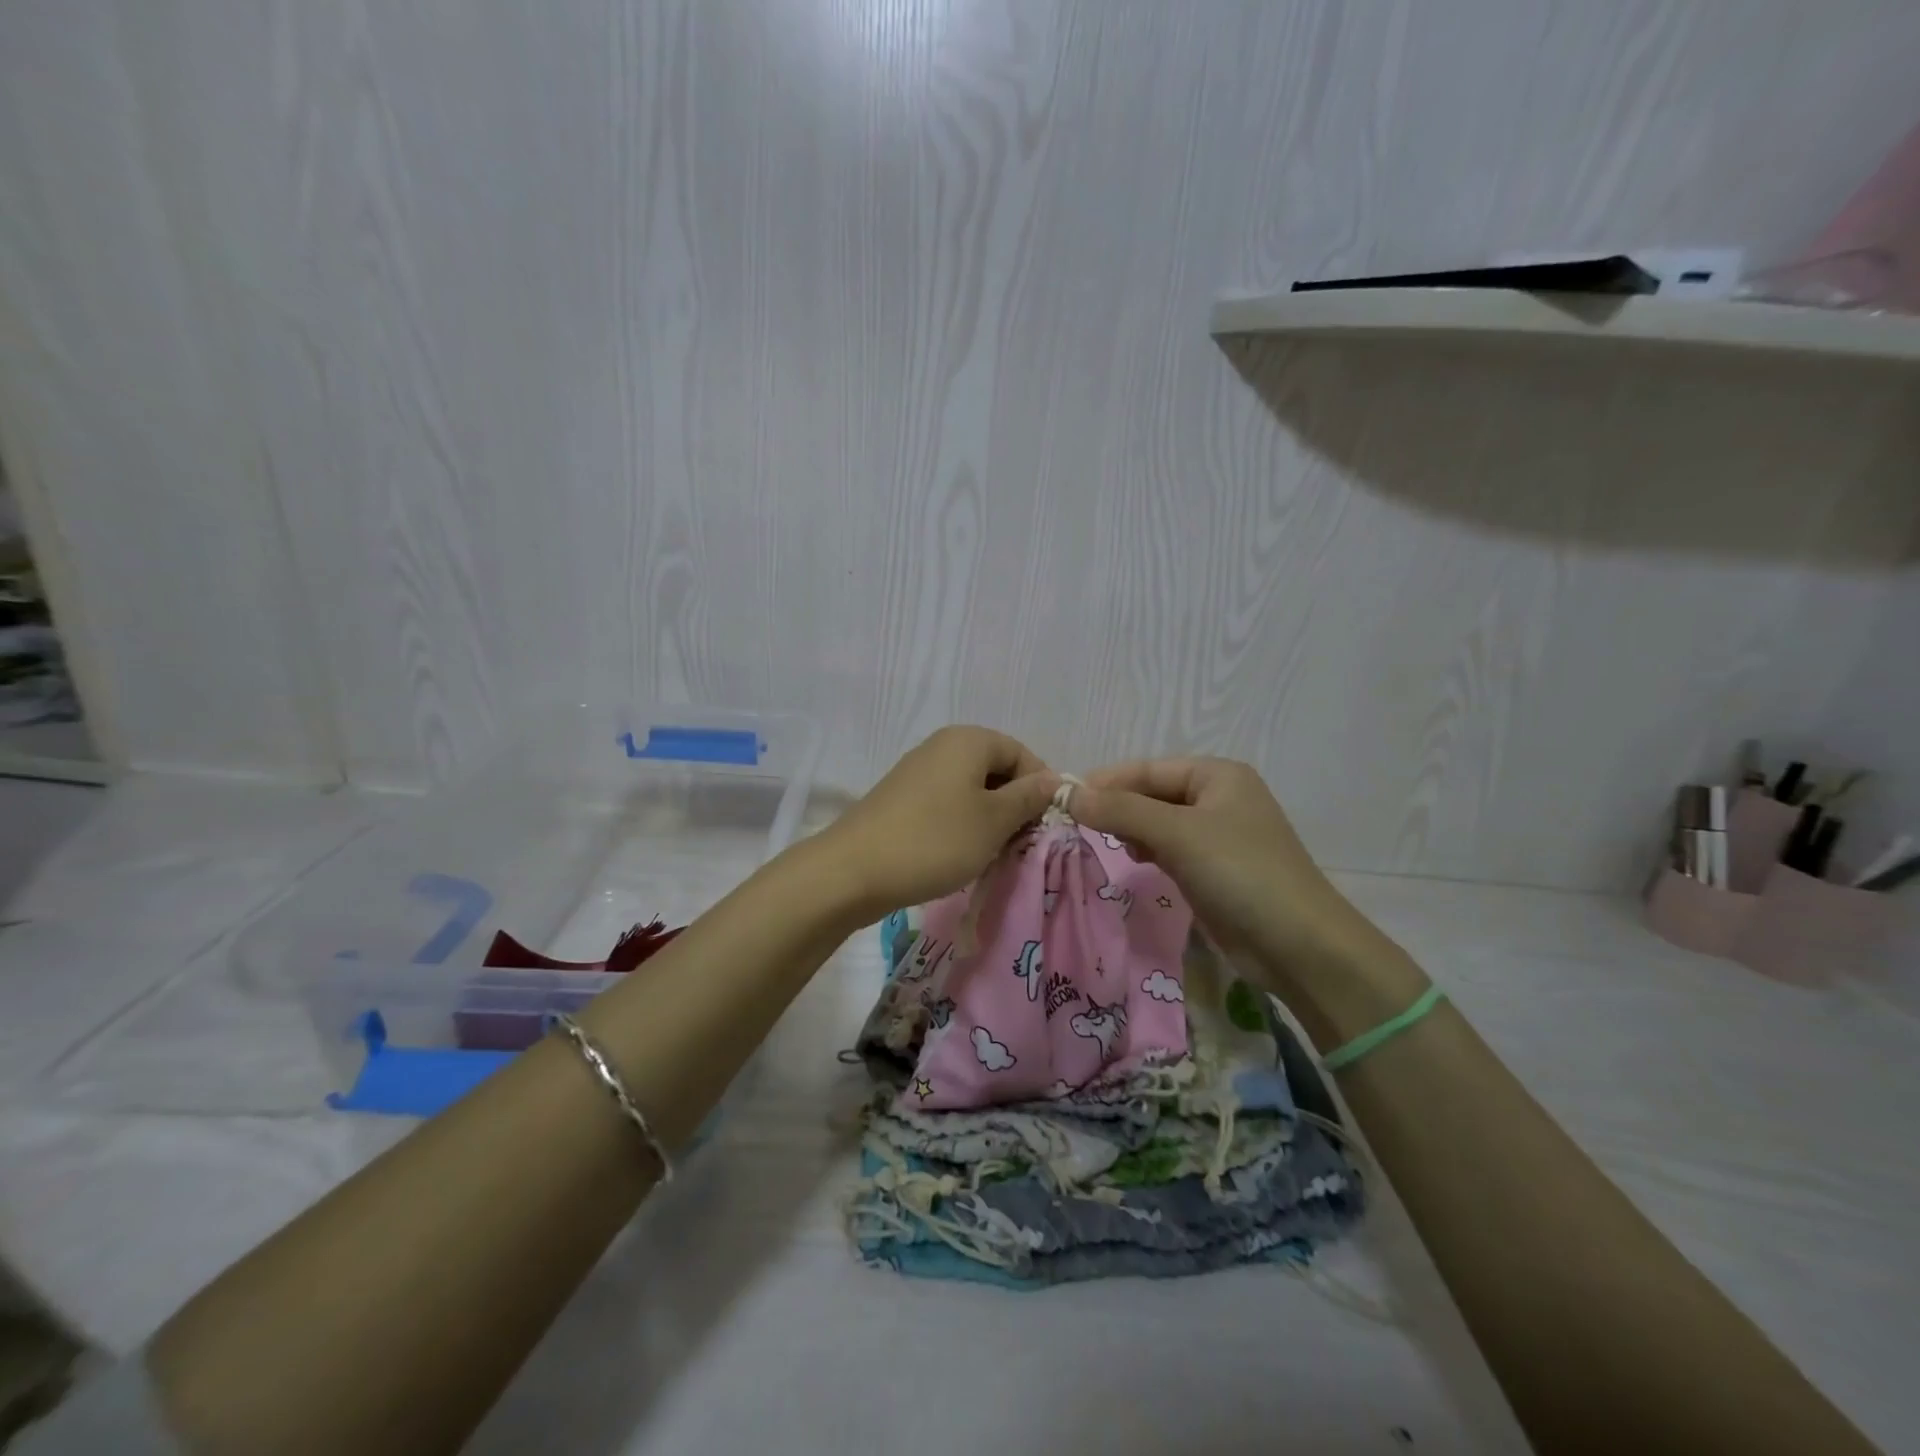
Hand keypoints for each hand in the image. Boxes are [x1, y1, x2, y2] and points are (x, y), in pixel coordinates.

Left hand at [816, 726, 1058, 922]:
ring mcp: (918, 772)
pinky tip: (961, 854)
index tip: (1043, 826)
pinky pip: (947, 803)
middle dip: (1014, 805)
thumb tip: (1054, 779)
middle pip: (996, 769)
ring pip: (972, 790)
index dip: (1039, 787)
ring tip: (992, 853)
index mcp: (968, 740)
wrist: (853, 871)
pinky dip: (962, 825)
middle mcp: (942, 746)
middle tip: (1020, 844)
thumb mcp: (994, 821)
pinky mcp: (902, 799)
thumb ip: (1029, 797)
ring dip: (989, 819)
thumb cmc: (935, 840)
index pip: (1022, 753)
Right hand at [1070, 757, 1424, 1036]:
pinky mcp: (1214, 870)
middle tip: (1077, 825)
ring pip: (1158, 823)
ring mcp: (1217, 836)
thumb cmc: (1240, 873)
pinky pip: (1170, 849)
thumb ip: (1121, 810)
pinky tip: (1134, 861)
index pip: (1148, 769)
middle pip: (1152, 794)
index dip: (1106, 781)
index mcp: (1217, 775)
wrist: (1298, 945)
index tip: (1064, 798)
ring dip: (1131, 830)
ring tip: (1107, 844)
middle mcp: (1218, 798)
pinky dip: (1148, 851)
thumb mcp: (1177, 833)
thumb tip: (1068, 793)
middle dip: (1118, 807)